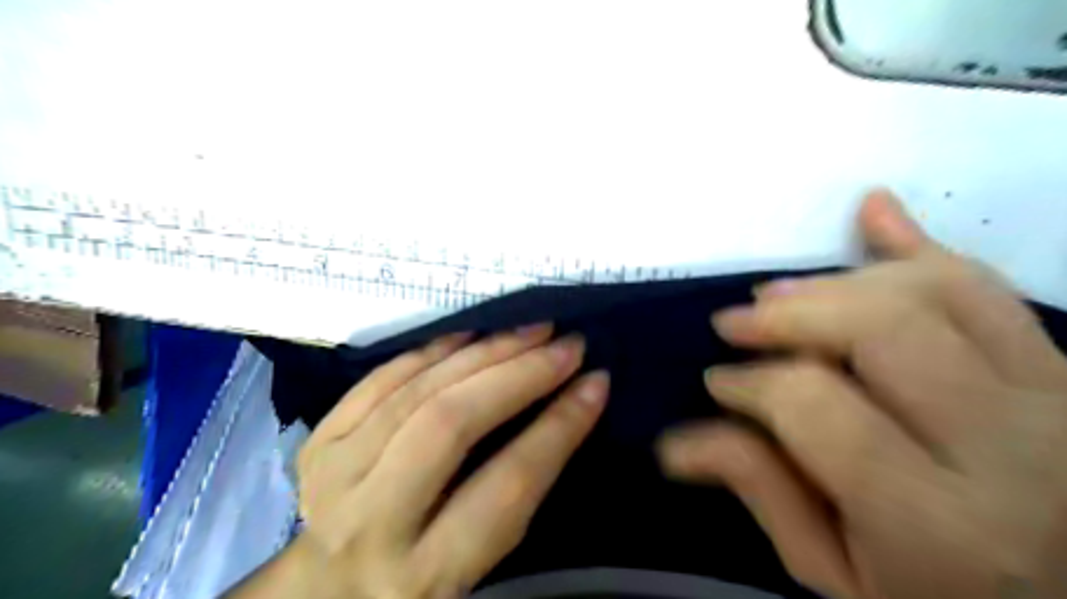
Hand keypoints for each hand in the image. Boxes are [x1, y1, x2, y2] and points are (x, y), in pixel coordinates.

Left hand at [227, 326, 604, 597]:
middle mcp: (372, 523)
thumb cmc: (419, 577)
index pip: (507, 484)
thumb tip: (567, 404)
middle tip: (566, 344)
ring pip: (417, 392)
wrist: (325, 589)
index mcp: (426, 574)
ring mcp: (334, 475)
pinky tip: (470, 335)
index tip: (596, 383)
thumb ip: (515, 493)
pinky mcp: (318, 441)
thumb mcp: (476, 564)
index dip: (559, 427)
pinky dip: (432, 350)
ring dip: (482, 352)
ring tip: (529, 331)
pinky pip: (380, 379)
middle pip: (451, 424)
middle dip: (519, 374)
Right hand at [656, 189, 1066, 598]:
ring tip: (777, 296)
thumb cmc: (933, 596)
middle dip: (787, 315)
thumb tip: (678, 441)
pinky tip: (872, 212)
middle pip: (880, 329)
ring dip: (835, 283)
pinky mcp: (1061, 369)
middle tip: (735, 322)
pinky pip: (986, 284)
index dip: (751, 384)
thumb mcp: (836, 574)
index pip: (815, 405)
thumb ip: (761, 493)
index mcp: (938, 519)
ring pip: (934, 289)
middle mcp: (1011, 447)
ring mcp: (1052, 397)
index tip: (718, 381)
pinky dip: (917, 243)